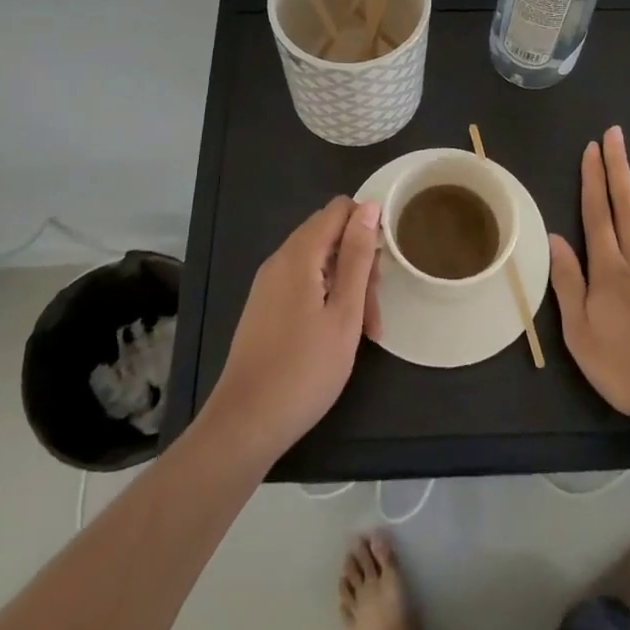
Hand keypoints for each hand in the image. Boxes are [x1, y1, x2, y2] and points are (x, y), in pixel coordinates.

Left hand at [204, 196, 381, 459]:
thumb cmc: (304, 369)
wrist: (245, 423)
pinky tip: (337, 334)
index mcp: (299, 254)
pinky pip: (303, 283)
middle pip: (329, 235)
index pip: (339, 209)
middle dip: (360, 262)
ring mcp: (269, 284)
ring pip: (318, 263)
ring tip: (365, 331)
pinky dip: (327, 297)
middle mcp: (280, 260)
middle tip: (375, 309)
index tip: (385, 265)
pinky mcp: (265, 307)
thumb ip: (357, 256)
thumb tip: (369, 206)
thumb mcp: (344, 312)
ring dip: (347, 285)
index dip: (367, 225)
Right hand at [549, 127, 629, 429]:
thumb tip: (555, 238)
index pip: (598, 215)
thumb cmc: (628, 369)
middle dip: (620, 169)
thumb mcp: (581, 334)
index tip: (593, 148)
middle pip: (629, 208)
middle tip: (617, 135)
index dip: (594, 180)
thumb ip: (568, 284)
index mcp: (610, 272)